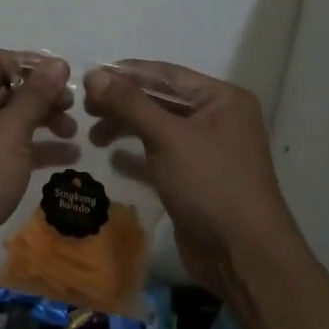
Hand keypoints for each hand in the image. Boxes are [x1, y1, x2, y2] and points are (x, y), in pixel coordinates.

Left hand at [0, 49, 75, 285]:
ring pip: (11, 119)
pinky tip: (70, 155)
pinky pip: (11, 147)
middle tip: (73, 108)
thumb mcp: (9, 131)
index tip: (66, 79)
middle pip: (6, 88)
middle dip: (42, 96)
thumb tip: (59, 63)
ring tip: (74, 131)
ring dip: (43, 121)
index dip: (32, 66)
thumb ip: (36, 95)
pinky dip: (37, 148)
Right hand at [83, 60, 296, 296]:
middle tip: (85, 109)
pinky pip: (160, 157)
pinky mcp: (195, 180)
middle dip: (123, 103)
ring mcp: (206, 151)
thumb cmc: (210, 183)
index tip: (88, 76)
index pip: (166, 74)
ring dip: (126, 128)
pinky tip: (112, 158)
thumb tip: (94, 75)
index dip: (126, 74)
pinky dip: (137, 156)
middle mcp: (217, 119)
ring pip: (158, 129)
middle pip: (161, 100)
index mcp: (221, 98)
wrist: (243, 255)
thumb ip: (130, 103)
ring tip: (93, 136)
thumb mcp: (168, 137)